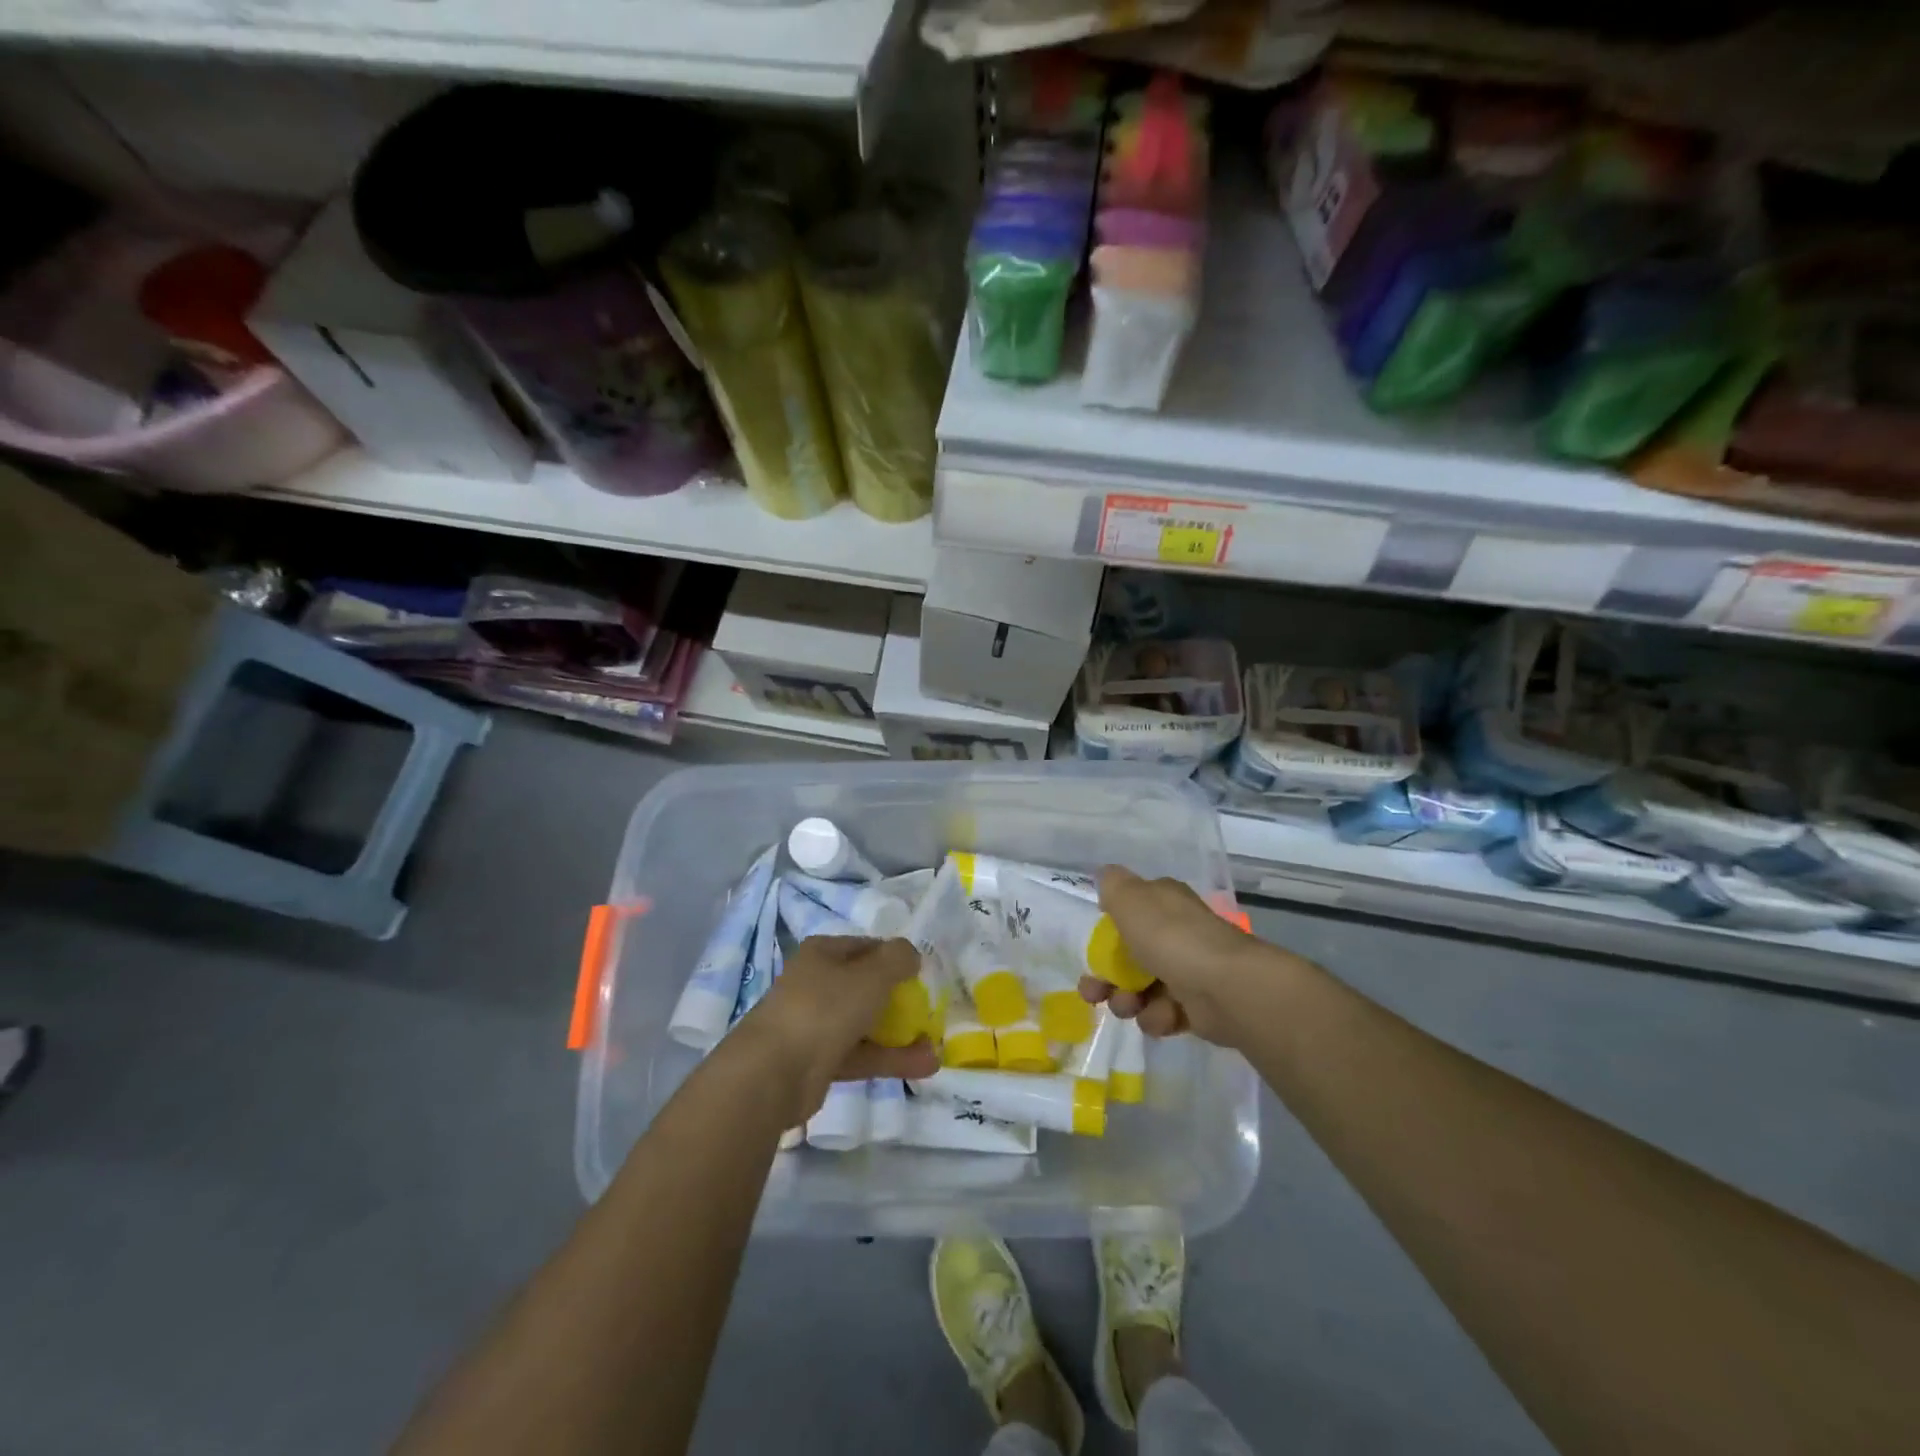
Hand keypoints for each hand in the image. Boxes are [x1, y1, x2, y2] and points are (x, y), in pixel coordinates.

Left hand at [730, 936, 937, 1123]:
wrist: (774, 1072)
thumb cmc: (825, 1007)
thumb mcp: (871, 974)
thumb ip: (898, 958)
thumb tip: (911, 955)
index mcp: (823, 953)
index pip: (866, 947)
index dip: (895, 957)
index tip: (922, 974)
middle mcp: (817, 983)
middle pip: (866, 985)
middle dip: (900, 998)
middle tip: (929, 1010)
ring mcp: (817, 1023)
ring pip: (866, 1023)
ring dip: (900, 1033)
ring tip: (935, 1045)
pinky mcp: (820, 1061)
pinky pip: (862, 1054)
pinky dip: (890, 1058)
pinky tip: (925, 1066)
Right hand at [1079, 866, 1282, 1050]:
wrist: (1225, 988)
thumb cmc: (1171, 938)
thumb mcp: (1130, 899)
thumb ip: (1112, 885)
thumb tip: (1106, 877)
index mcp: (1163, 903)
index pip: (1130, 912)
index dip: (1107, 932)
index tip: (1093, 949)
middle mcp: (1177, 933)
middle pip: (1129, 956)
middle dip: (1107, 977)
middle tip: (1094, 993)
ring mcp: (1188, 970)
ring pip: (1142, 988)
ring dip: (1128, 1001)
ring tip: (1129, 1007)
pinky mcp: (1198, 1007)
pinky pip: (1164, 1013)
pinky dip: (1158, 1017)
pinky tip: (1163, 1017)